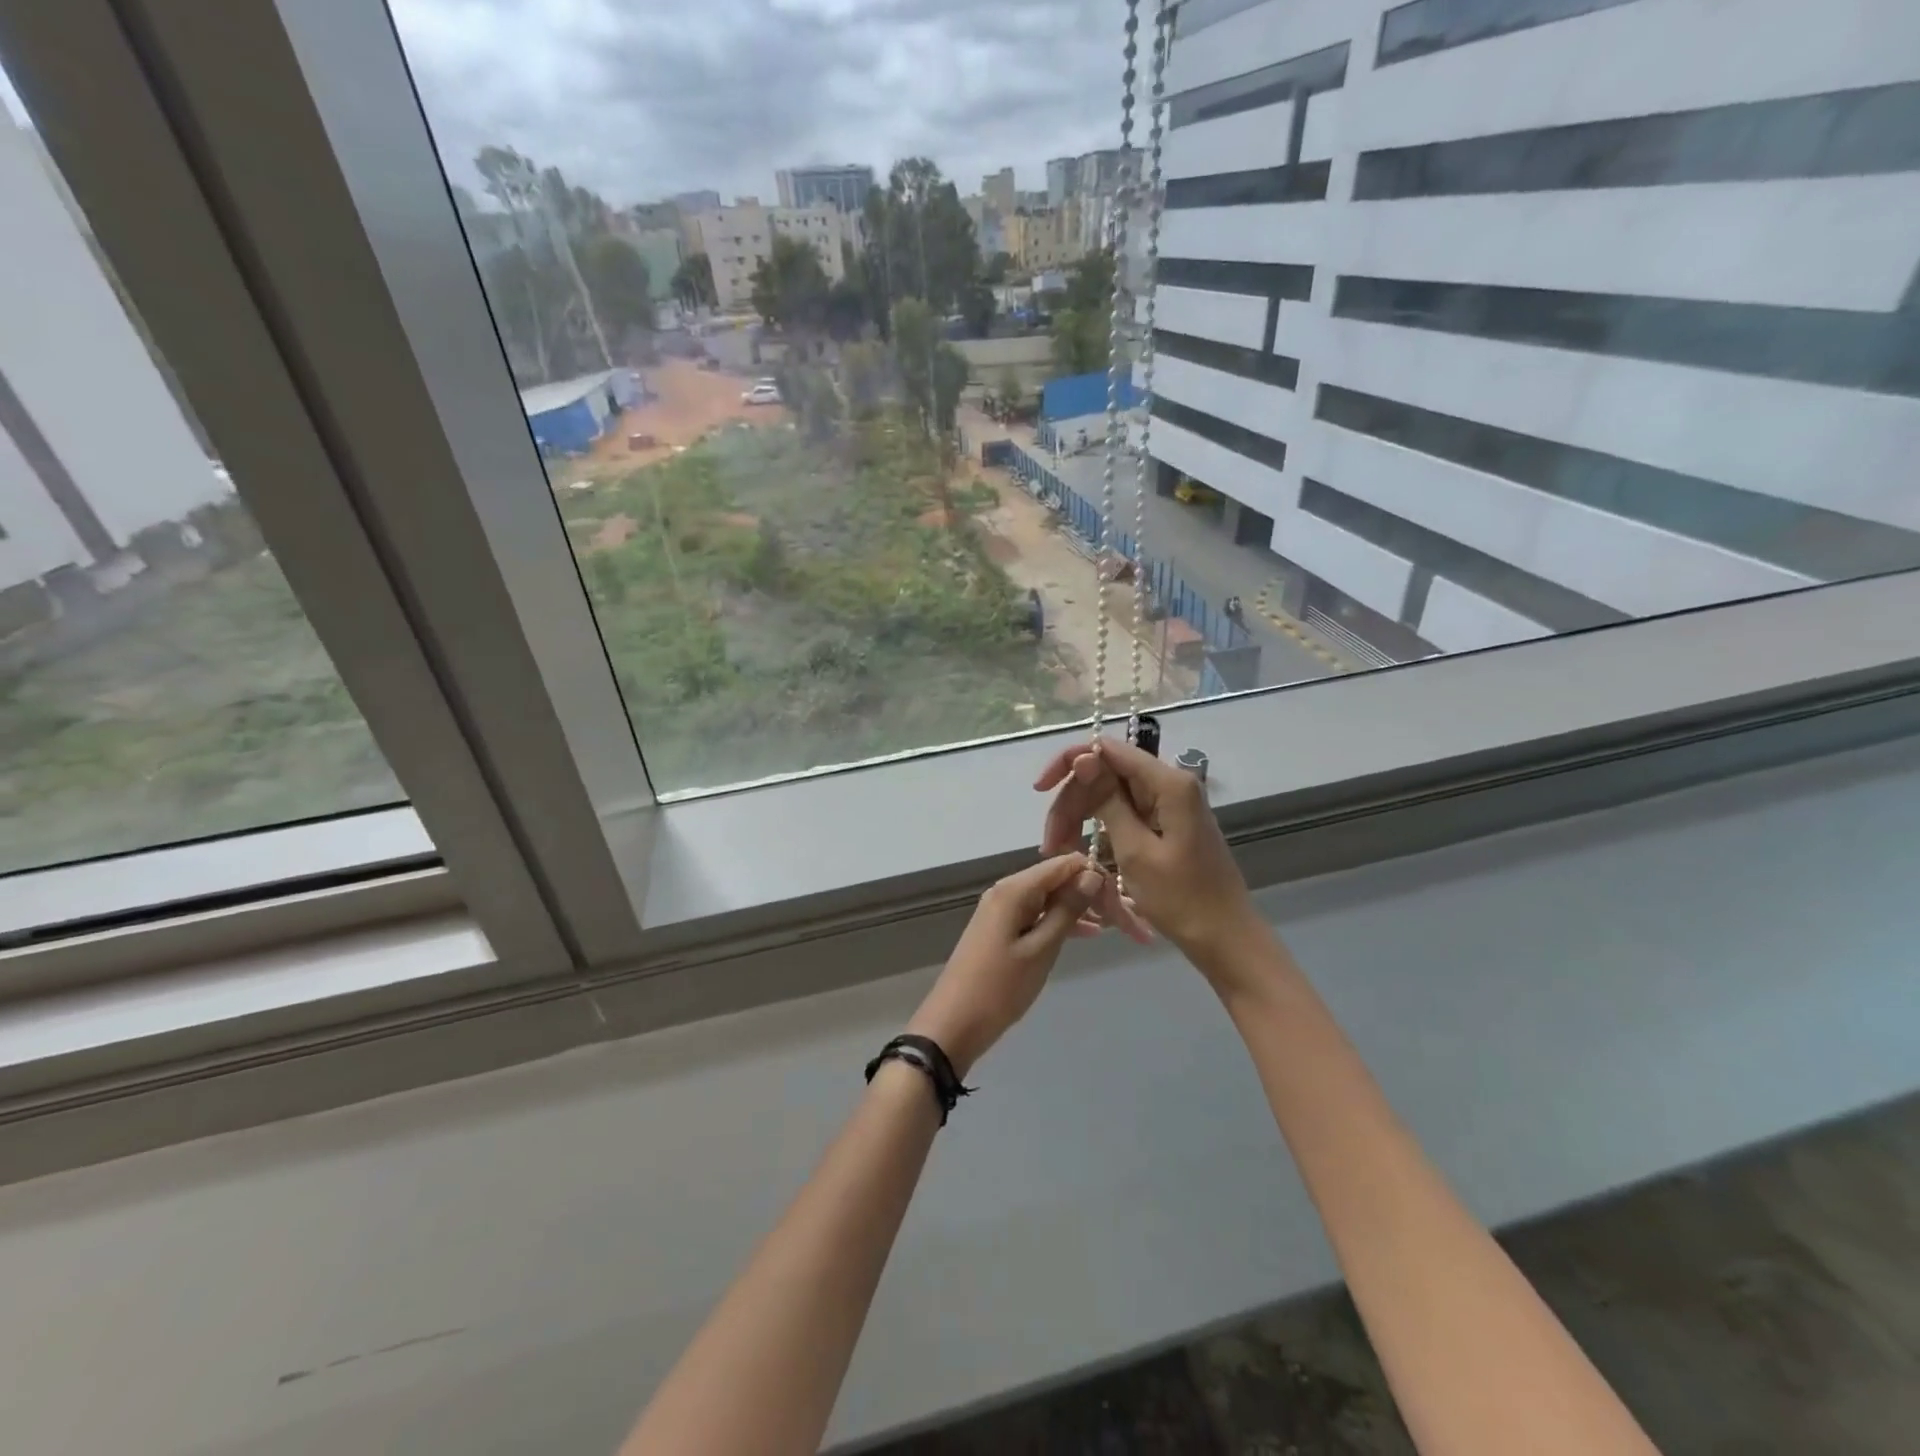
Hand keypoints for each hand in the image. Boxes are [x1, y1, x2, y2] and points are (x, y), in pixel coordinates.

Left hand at [906, 853, 1107, 1076]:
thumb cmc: (999, 988)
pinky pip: (1039, 914)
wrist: (953, 1024)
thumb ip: (1067, 910)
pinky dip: (1063, 922)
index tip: (1127, 904)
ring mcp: (1004, 910)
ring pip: (1052, 898)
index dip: (1098, 878)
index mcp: (1015, 889)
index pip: (1066, 864)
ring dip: (1083, 910)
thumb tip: (1092, 874)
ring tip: (1120, 927)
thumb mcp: (1041, 949)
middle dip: (1095, 895)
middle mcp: (1008, 890)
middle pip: (1060, 879)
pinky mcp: (1003, 929)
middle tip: (1132, 923)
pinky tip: (1091, 934)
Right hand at [1035, 738, 1264, 979]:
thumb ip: (1108, 801)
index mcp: (1168, 784)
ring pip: (1111, 795)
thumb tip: (1084, 758)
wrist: (1226, 939)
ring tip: (1059, 850)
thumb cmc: (1182, 900)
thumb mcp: (1135, 851)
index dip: (1070, 763)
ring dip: (1081, 818)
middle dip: (1073, 802)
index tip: (1041, 790)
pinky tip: (1081, 851)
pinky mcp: (1166, 823)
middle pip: (1106, 774)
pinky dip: (1101, 830)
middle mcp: (1170, 784)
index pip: (1108, 750)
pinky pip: (1125, 814)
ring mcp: (1169, 804)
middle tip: (1049, 841)